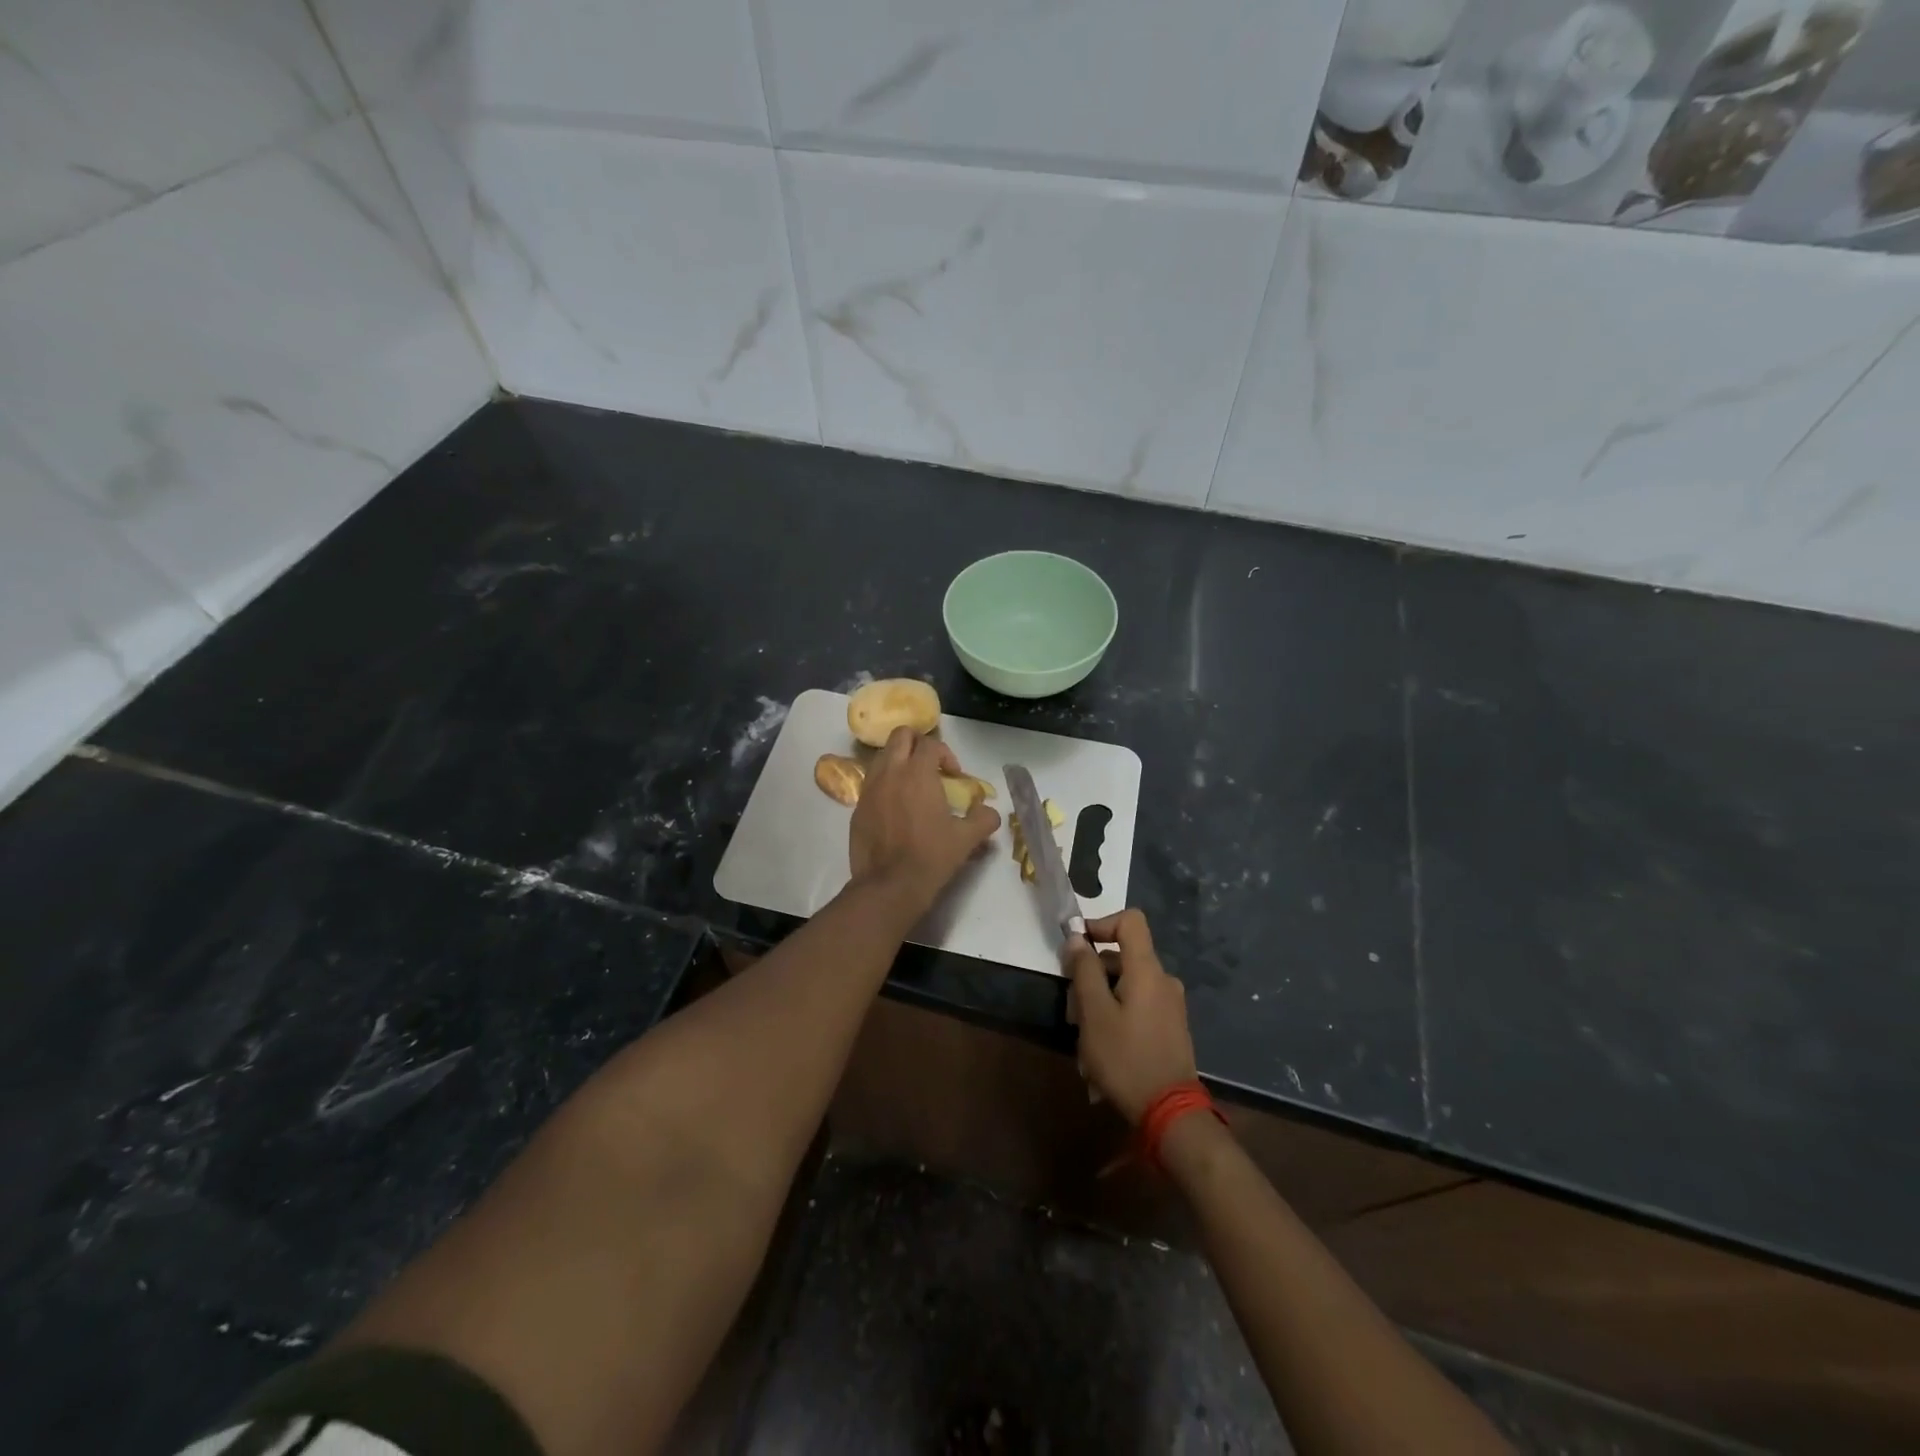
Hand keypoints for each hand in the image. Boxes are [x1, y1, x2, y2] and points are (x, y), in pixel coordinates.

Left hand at [849, 727, 1000, 914]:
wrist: (889, 885)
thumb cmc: (931, 857)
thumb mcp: (967, 839)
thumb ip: (984, 819)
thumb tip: (989, 813)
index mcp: (918, 773)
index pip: (931, 744)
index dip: (946, 754)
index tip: (954, 776)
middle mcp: (890, 773)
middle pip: (900, 736)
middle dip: (917, 744)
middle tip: (930, 766)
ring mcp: (869, 789)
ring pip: (882, 757)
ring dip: (898, 762)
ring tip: (911, 785)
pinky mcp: (857, 808)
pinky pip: (871, 783)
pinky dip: (885, 785)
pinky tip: (896, 809)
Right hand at [1063, 909, 1197, 1123]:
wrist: (1171, 1114)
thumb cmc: (1126, 1058)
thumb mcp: (1094, 1014)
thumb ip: (1084, 971)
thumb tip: (1077, 937)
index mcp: (1147, 970)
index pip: (1130, 921)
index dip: (1101, 924)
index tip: (1077, 946)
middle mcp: (1163, 981)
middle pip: (1122, 959)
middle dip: (1091, 978)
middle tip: (1071, 1013)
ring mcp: (1170, 1006)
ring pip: (1125, 987)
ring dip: (1099, 1006)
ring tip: (1082, 1044)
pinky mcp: (1170, 1028)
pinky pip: (1136, 1009)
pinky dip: (1115, 1021)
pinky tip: (1100, 1057)